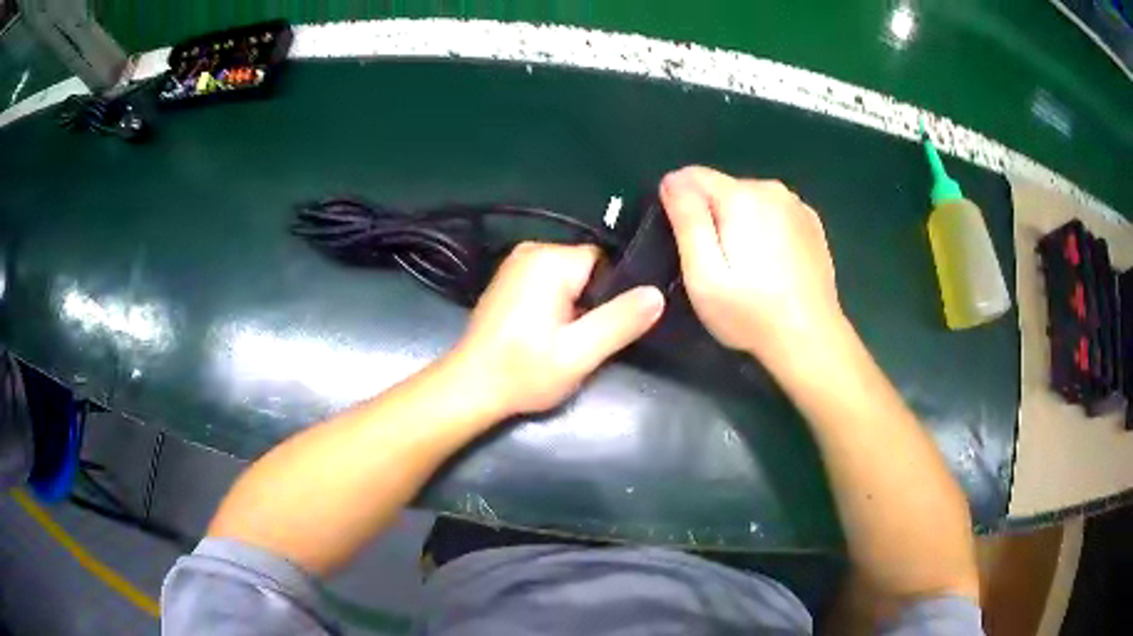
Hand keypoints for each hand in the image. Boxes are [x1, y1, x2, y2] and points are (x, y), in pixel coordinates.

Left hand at [452, 242, 663, 415]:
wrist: (471, 387)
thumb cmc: (523, 372)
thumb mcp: (579, 354)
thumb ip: (620, 322)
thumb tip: (657, 294)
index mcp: (550, 259)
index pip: (606, 261)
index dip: (615, 295)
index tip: (611, 326)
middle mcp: (533, 249)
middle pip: (589, 269)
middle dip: (594, 302)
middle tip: (586, 341)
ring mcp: (517, 263)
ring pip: (571, 278)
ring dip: (576, 306)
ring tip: (567, 340)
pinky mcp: (510, 279)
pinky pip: (551, 283)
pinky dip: (557, 305)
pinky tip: (549, 333)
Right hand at [659, 166, 843, 360]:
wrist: (811, 339)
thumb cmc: (751, 312)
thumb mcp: (703, 273)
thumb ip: (687, 220)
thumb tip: (672, 180)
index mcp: (742, 196)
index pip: (691, 176)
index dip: (677, 203)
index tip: (681, 241)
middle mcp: (771, 189)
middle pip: (722, 188)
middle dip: (711, 216)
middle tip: (716, 265)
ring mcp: (797, 205)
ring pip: (749, 200)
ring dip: (739, 223)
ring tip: (746, 268)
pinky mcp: (812, 223)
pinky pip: (774, 213)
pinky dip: (765, 229)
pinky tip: (771, 265)